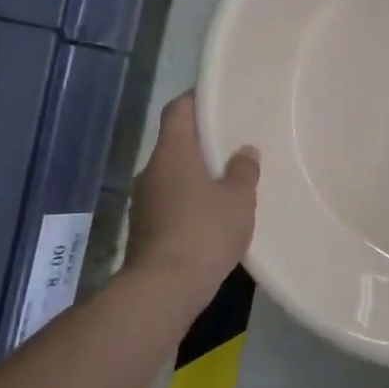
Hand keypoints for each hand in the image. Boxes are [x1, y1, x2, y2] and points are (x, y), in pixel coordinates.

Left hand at [127, 92, 258, 301]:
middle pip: (175, 143)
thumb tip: (245, 151)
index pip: (177, 110)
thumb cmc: (204, 232)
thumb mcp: (238, 200)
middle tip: (231, 144)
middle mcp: (152, 170)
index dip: (195, 100)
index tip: (216, 99)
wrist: (164, 288)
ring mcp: (144, 201)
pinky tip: (211, 216)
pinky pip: (169, 202)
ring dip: (195, 175)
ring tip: (226, 182)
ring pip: (172, 175)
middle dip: (201, 142)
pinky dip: (188, 201)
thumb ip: (244, 171)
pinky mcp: (144, 228)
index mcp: (173, 153)